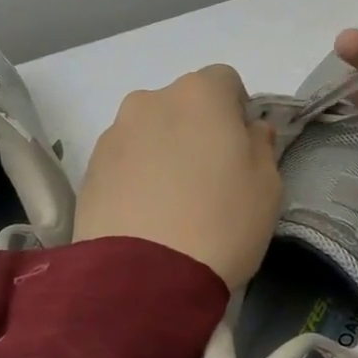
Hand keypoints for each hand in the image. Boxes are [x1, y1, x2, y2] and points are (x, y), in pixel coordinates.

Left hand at [75, 65, 282, 287]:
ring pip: (150, 131)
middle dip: (197, 129)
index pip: (225, 80)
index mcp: (199, 94)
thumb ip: (262, 145)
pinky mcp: (90, 168)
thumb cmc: (221, 222)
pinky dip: (137, 175)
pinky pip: (124, 160)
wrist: (143, 277)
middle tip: (208, 177)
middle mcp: (150, 100)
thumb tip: (250, 130)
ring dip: (163, 150)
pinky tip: (146, 214)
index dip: (237, 110)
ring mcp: (114, 133)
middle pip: (182, 104)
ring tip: (172, 202)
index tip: (240, 148)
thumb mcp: (268, 186)